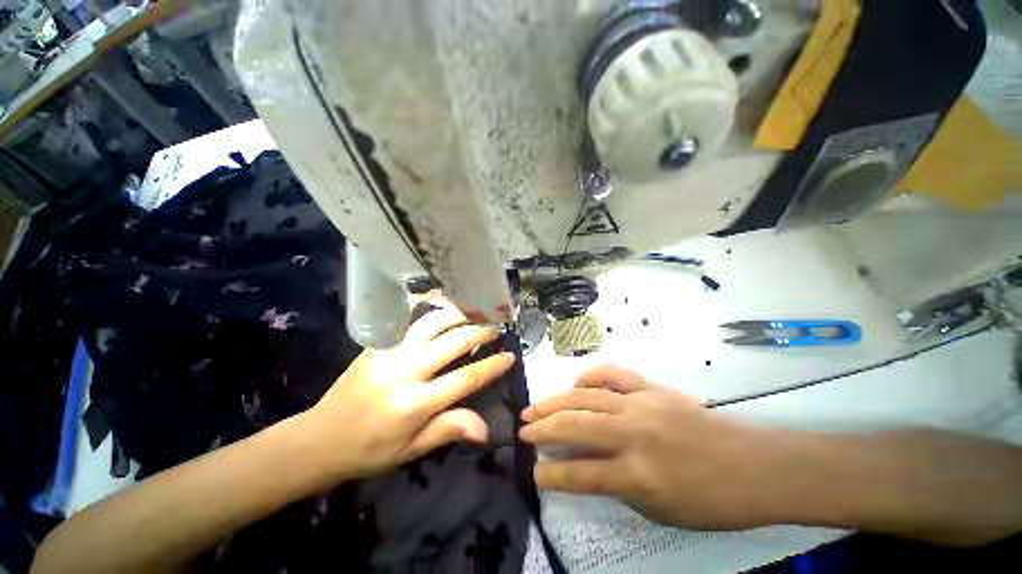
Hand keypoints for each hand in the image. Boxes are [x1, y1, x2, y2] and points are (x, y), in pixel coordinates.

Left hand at [301, 305, 514, 480]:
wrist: (319, 438)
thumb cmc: (370, 450)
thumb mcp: (412, 450)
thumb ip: (450, 429)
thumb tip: (487, 428)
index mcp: (415, 404)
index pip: (465, 378)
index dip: (492, 365)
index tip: (510, 356)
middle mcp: (404, 371)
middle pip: (453, 342)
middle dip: (480, 332)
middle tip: (495, 330)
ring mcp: (389, 352)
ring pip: (432, 322)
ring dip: (458, 314)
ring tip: (474, 314)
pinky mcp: (377, 343)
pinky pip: (409, 319)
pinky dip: (430, 311)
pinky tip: (443, 309)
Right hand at [520, 365, 782, 529]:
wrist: (754, 464)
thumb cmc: (711, 499)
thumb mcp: (660, 510)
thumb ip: (617, 486)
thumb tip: (584, 466)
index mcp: (639, 474)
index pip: (581, 473)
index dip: (551, 474)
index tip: (532, 472)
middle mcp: (634, 434)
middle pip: (575, 425)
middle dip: (542, 428)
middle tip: (523, 430)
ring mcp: (642, 404)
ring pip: (586, 396)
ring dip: (555, 401)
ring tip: (534, 407)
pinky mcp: (651, 387)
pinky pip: (612, 374)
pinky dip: (589, 376)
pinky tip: (576, 384)